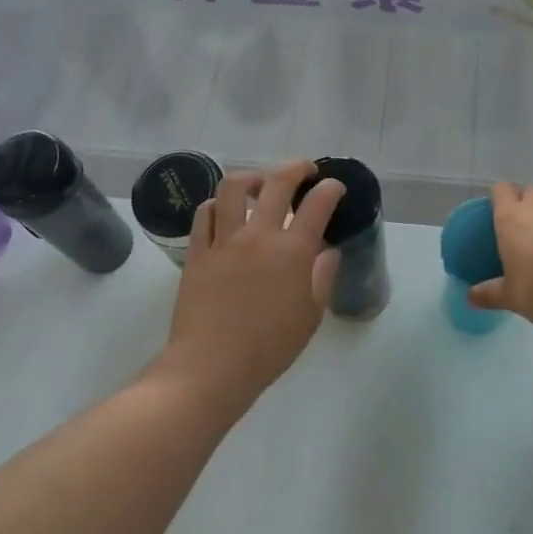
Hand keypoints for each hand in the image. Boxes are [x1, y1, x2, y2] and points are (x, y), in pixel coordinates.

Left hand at [158, 159, 345, 413]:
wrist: (212, 366)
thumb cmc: (269, 347)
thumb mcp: (310, 316)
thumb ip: (322, 278)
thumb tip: (328, 251)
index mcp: (293, 251)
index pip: (317, 204)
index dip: (330, 189)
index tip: (335, 188)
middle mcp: (258, 235)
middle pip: (277, 183)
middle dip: (296, 168)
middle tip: (304, 170)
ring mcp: (224, 240)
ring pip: (233, 187)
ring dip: (252, 177)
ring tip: (259, 183)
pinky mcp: (197, 251)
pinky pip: (204, 214)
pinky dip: (216, 204)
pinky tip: (223, 210)